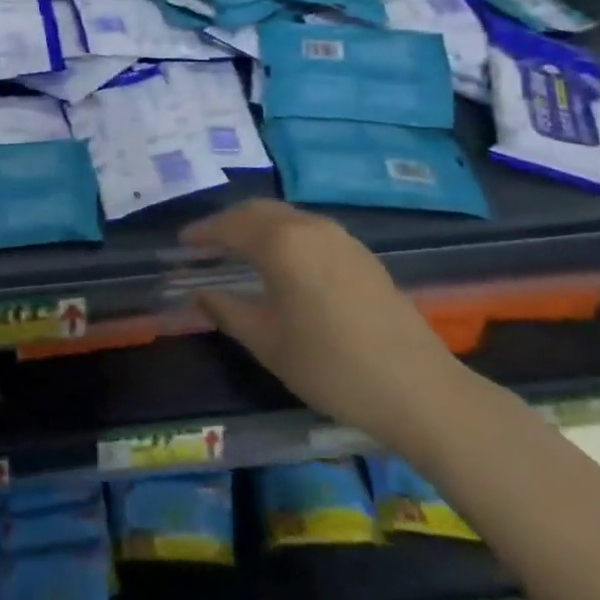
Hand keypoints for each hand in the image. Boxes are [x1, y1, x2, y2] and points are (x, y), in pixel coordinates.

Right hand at [183, 201, 468, 447]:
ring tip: (239, 249)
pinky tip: (282, 262)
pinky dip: (284, 235)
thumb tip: (199, 294)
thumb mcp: (267, 342)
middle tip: (206, 243)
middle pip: (257, 211)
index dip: (202, 233)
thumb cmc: (330, 365)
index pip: (229, 226)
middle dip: (228, 222)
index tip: (181, 242)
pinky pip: (309, 229)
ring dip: (257, 226)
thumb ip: (226, 310)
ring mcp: (339, 236)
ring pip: (285, 217)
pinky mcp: (361, 253)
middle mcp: (308, 226)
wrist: (418, 388)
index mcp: (280, 242)